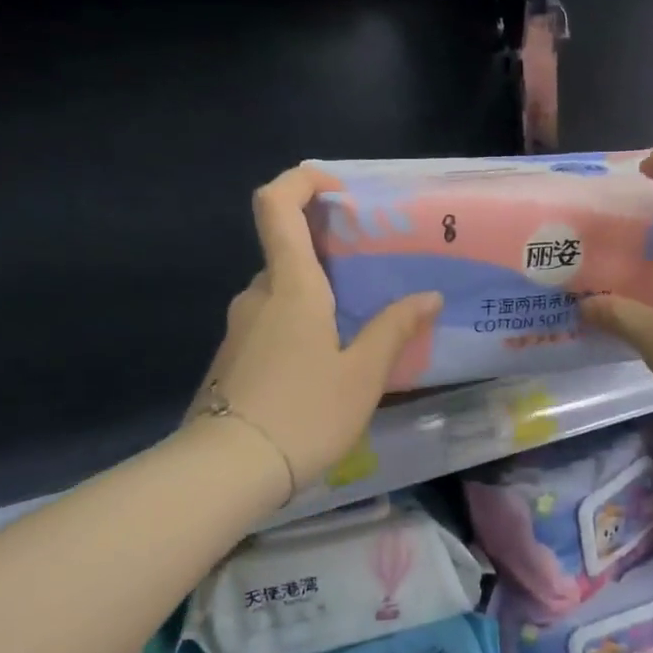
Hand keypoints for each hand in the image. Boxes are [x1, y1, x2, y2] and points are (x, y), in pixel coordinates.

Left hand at [192, 167, 441, 496]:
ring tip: (360, 331)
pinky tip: (327, 368)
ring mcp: (240, 328)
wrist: (225, 472)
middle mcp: (258, 295)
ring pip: (283, 294)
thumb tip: (427, 296)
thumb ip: (395, 329)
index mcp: (291, 286)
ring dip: (319, 299)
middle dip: (330, 256)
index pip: (276, 204)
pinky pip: (272, 325)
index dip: (302, 181)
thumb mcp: (363, 374)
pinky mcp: (232, 359)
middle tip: (374, 277)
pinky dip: (301, 327)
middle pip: (288, 252)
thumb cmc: (303, 412)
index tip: (339, 191)